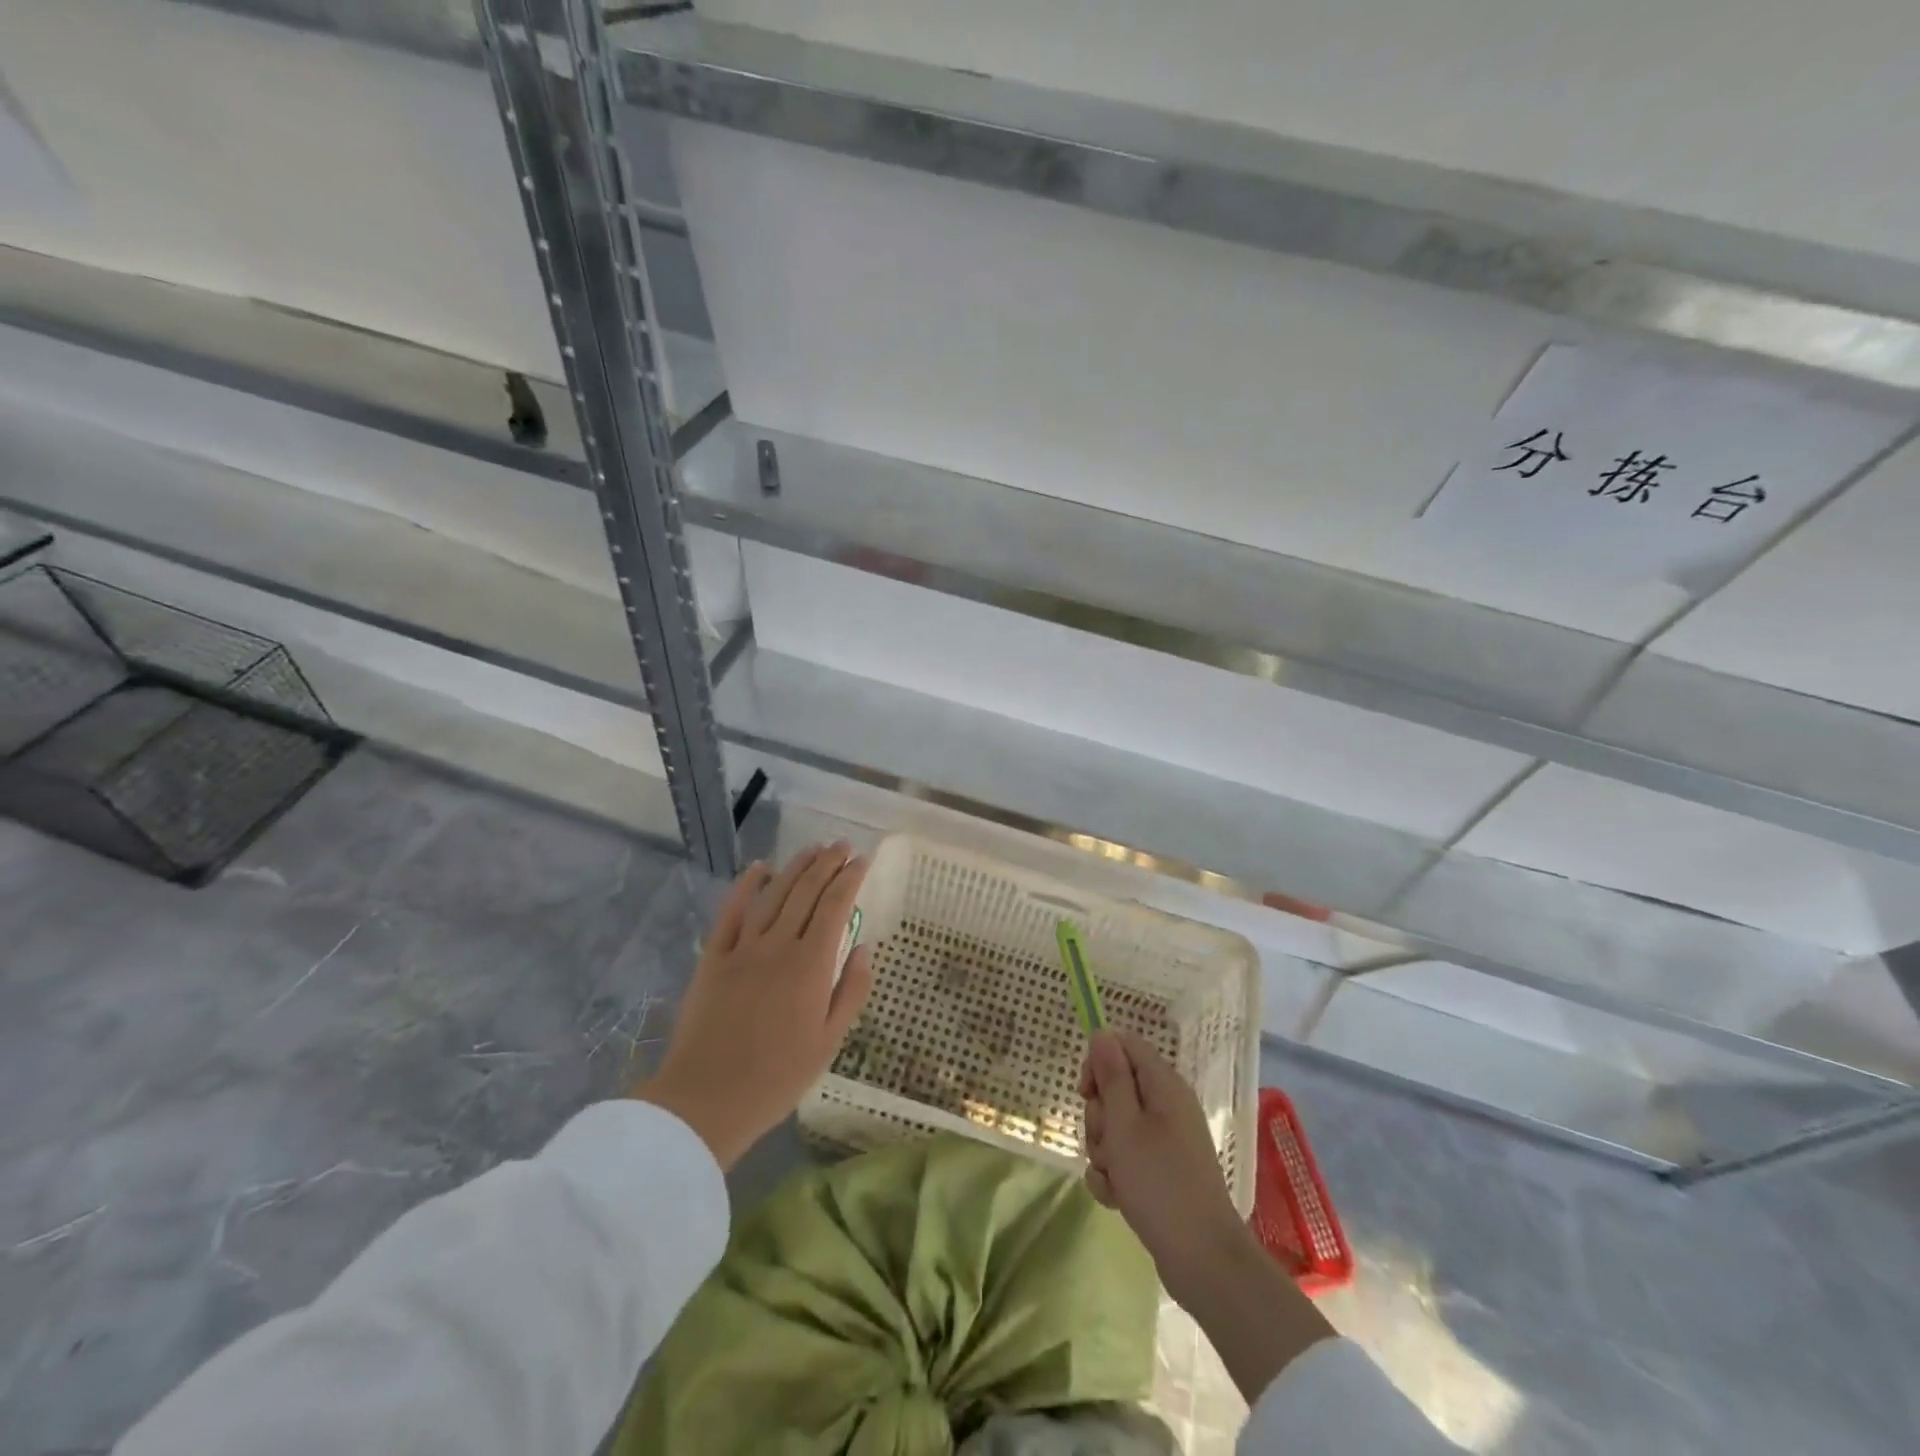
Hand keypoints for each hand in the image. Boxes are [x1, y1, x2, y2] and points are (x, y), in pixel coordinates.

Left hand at [635, 843, 873, 1168]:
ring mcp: (743, 948)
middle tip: (841, 846)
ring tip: (813, 849)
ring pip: (773, 894)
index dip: (849, 878)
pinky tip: (760, 867)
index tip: (862, 860)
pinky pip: (731, 912)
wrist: (707, 1099)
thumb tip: (864, 947)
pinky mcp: (713, 957)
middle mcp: (779, 945)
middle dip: (827, 864)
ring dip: (795, 867)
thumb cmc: (777, 1076)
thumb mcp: (829, 1042)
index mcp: (811, 966)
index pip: (835, 906)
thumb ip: (851, 990)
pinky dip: (747, 885)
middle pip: (805, 891)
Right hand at [1080, 1029, 1246, 1301]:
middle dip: (1099, 1116)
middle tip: (1106, 1142)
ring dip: (1103, 1150)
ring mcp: (1164, 1139)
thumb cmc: (1159, 1183)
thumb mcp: (1125, 1125)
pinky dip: (1114, 1174)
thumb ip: (1111, 1076)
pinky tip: (1116, 1197)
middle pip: (1116, 1087)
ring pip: (1115, 1126)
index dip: (1099, 1062)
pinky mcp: (1161, 1170)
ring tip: (1114, 1176)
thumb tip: (1102, 1033)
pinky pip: (1125, 1158)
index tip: (1085, 1093)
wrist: (1202, 1260)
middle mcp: (1166, 1105)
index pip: (1123, 1045)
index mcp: (1163, 1084)